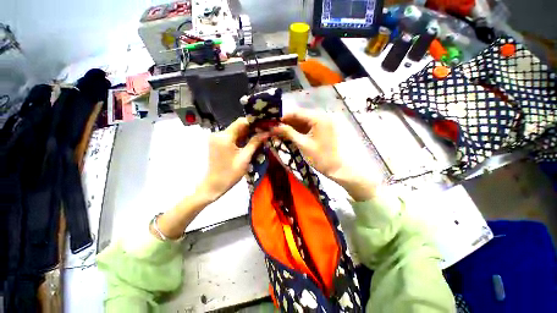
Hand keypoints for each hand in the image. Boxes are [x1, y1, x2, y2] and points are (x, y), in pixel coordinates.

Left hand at [197, 117, 268, 201]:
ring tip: (260, 137)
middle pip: (238, 126)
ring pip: (236, 131)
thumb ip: (255, 143)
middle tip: (265, 132)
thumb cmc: (230, 173)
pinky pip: (232, 137)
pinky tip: (250, 142)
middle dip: (252, 128)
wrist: (214, 185)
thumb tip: (267, 132)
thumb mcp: (245, 158)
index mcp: (224, 136)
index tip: (265, 125)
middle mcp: (219, 134)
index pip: (241, 122)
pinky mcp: (217, 143)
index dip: (254, 122)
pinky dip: (241, 138)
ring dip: (247, 134)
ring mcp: (217, 138)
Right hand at [272, 109, 342, 176]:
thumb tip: (274, 127)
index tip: (272, 122)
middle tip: (274, 127)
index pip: (297, 113)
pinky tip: (288, 133)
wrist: (335, 168)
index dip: (284, 117)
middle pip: (300, 116)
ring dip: (291, 126)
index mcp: (319, 118)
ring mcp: (322, 123)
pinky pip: (307, 127)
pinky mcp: (321, 129)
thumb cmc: (320, 157)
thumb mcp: (303, 144)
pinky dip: (297, 130)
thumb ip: (289, 133)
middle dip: (286, 122)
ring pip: (302, 121)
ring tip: (278, 131)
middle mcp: (321, 116)